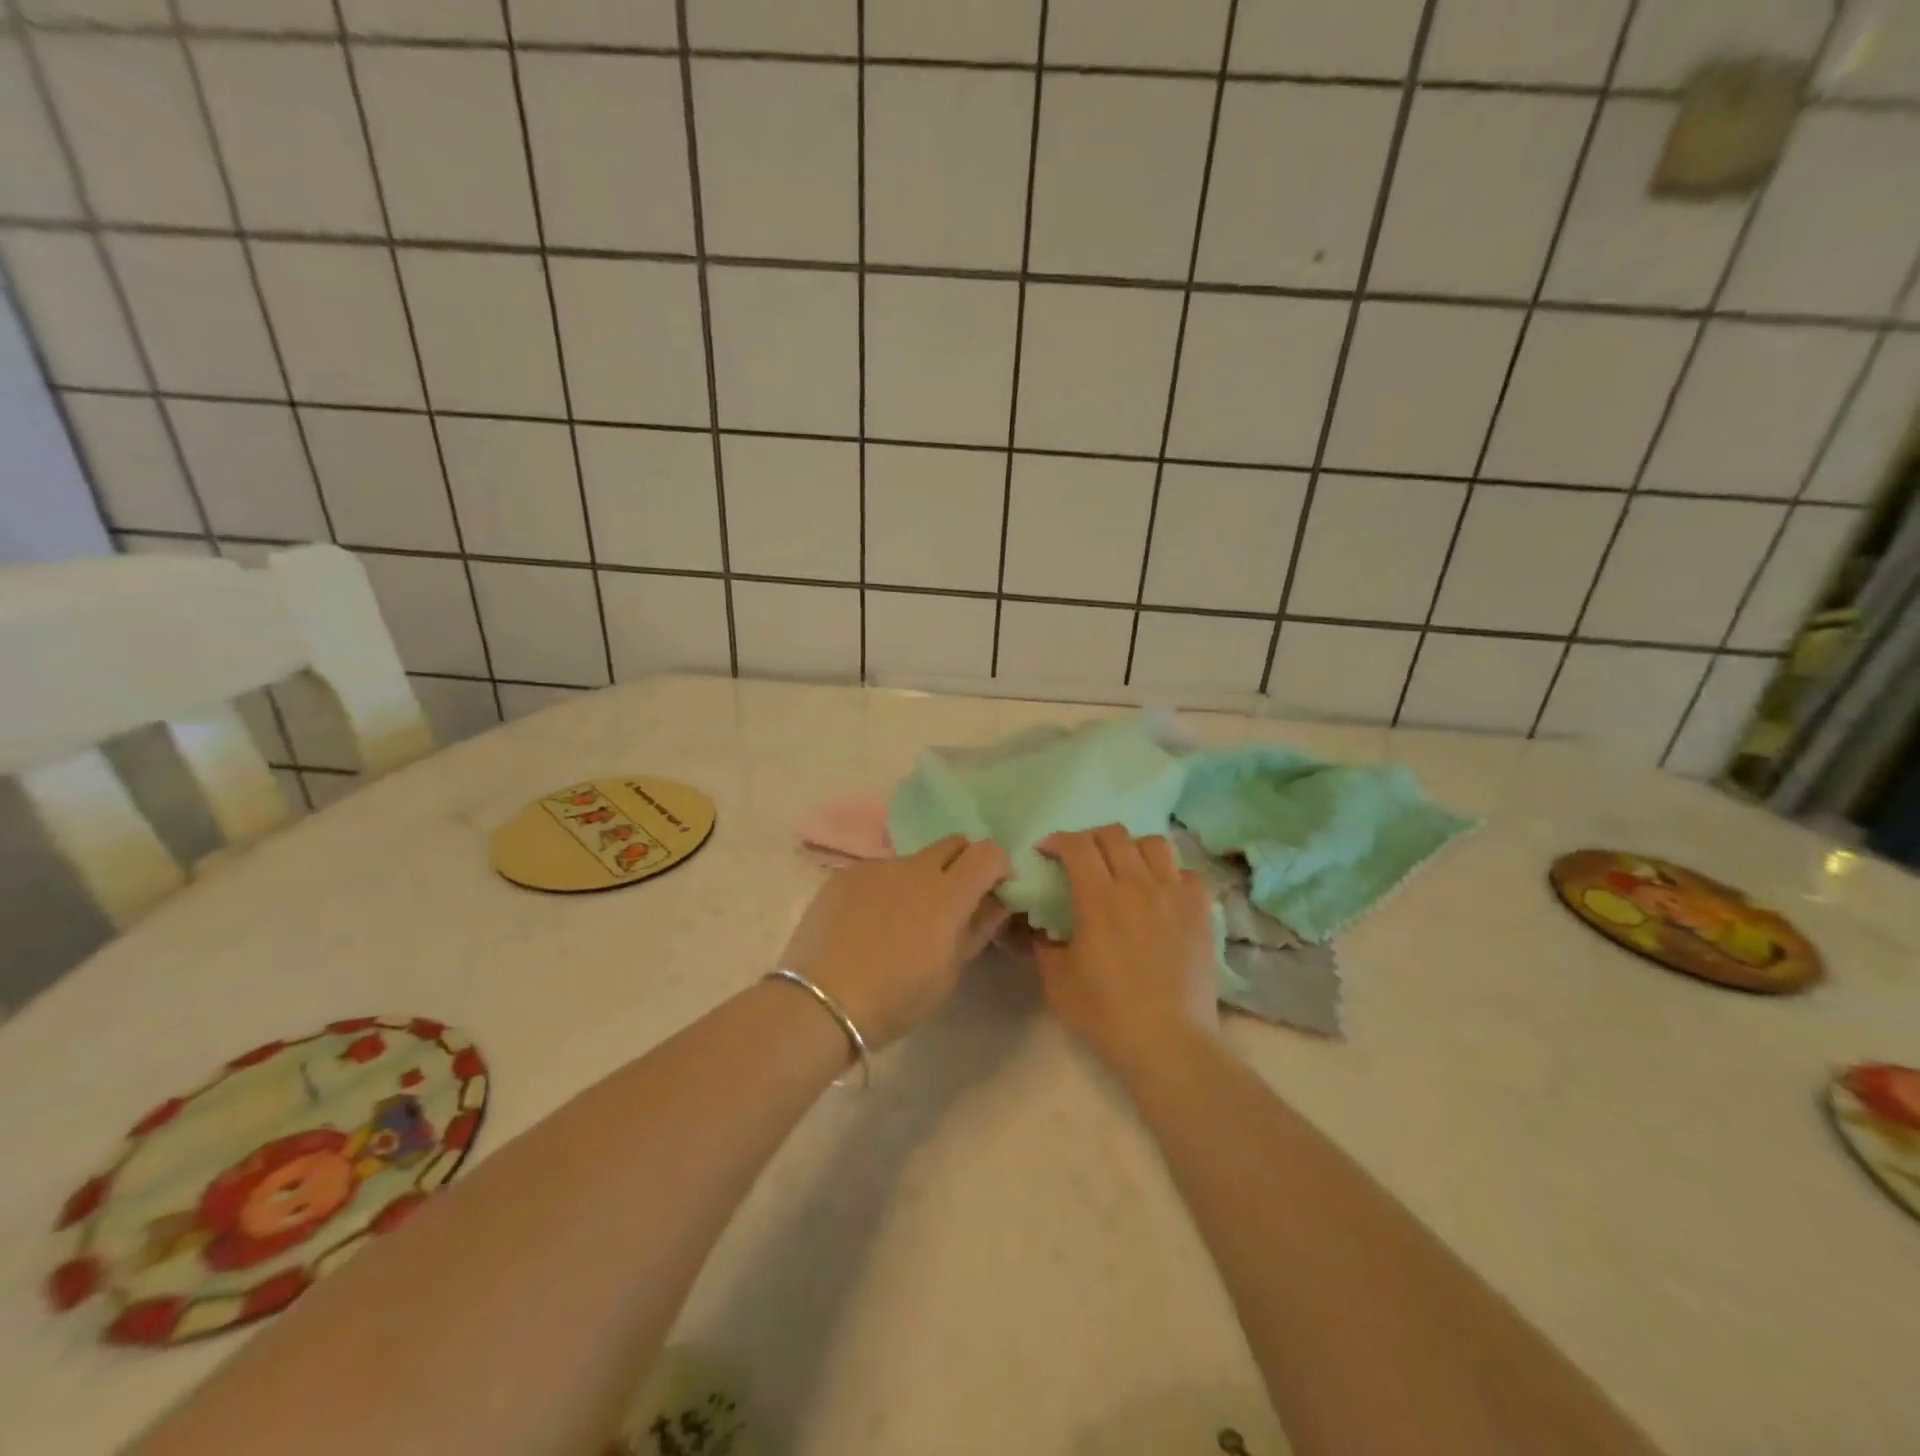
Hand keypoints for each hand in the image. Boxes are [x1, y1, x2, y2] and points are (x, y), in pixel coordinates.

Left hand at [781, 835, 1010, 1049]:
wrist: (822, 1002)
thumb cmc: (896, 998)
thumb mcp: (949, 974)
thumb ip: (976, 929)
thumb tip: (994, 903)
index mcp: (948, 893)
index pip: (988, 853)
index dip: (998, 867)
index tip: (995, 891)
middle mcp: (914, 868)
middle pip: (953, 843)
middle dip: (963, 863)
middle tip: (955, 900)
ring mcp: (876, 867)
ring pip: (912, 860)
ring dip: (921, 880)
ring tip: (902, 920)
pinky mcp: (845, 875)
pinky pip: (878, 873)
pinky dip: (886, 889)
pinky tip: (868, 923)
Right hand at [1034, 825, 1218, 1079]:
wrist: (1168, 1043)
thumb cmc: (1105, 1014)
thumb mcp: (1056, 982)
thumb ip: (1045, 947)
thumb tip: (1044, 932)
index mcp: (1099, 898)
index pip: (1076, 845)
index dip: (1057, 840)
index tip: (1047, 852)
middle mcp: (1138, 884)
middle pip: (1114, 834)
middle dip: (1090, 838)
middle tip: (1080, 858)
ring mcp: (1175, 895)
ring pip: (1154, 843)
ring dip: (1132, 848)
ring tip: (1124, 868)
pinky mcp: (1201, 912)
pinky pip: (1186, 873)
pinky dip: (1169, 874)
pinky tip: (1161, 893)